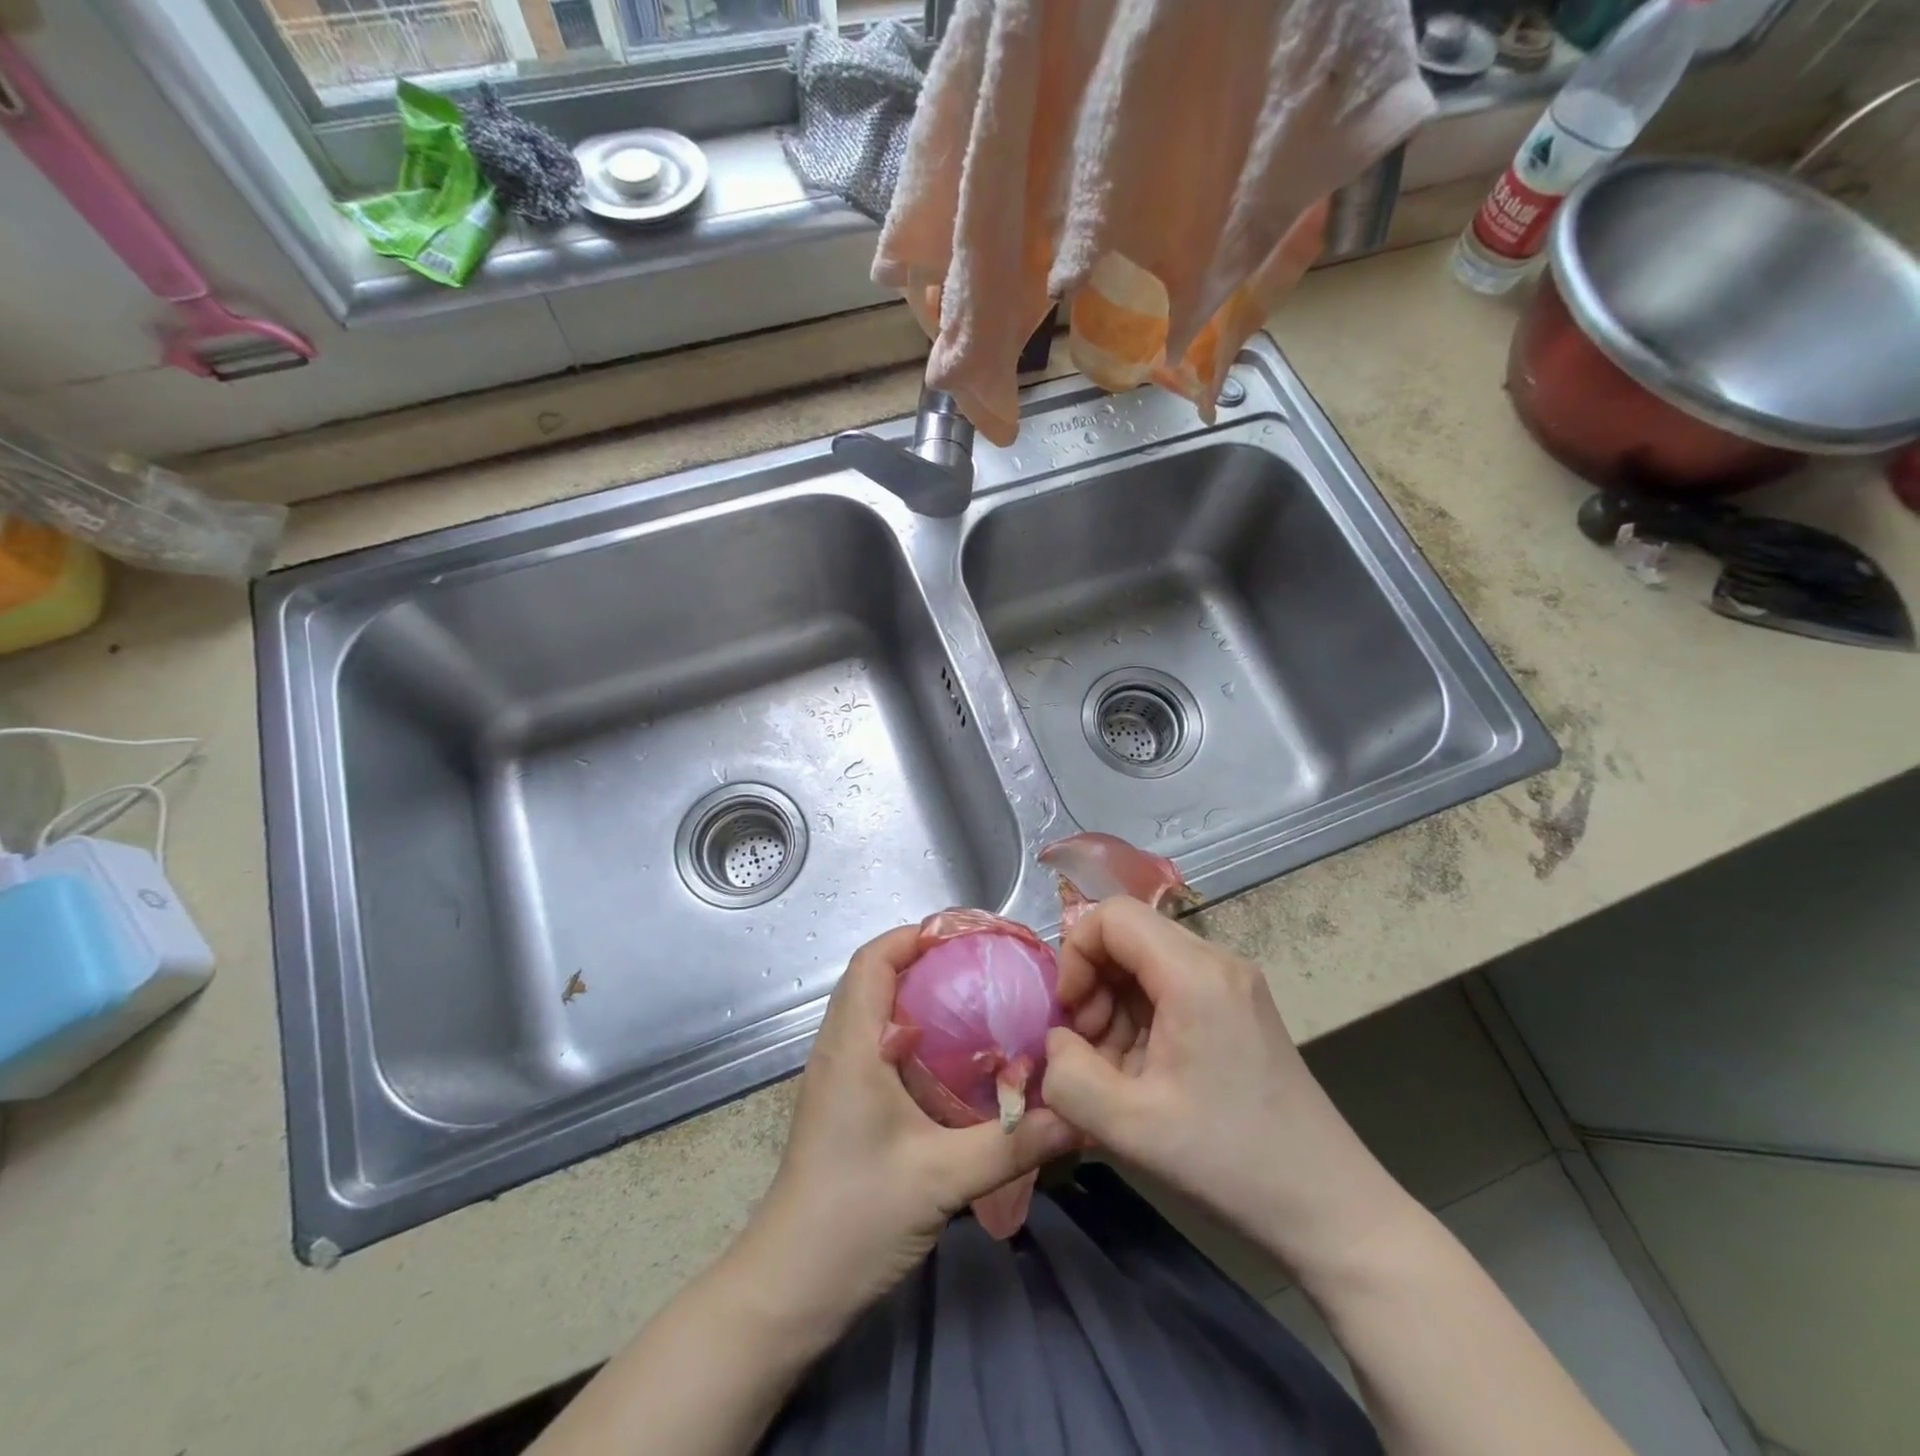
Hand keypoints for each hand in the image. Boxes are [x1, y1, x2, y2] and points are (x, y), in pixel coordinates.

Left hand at [734, 926, 1078, 1336]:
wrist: (790, 1285)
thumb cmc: (856, 1216)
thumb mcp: (943, 1178)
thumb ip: (1013, 1143)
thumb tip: (1078, 1113)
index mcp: (853, 1045)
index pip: (873, 960)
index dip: (915, 936)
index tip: (969, 936)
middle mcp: (838, 1048)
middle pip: (874, 976)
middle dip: (925, 959)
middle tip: (984, 965)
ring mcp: (835, 1075)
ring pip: (873, 1008)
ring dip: (917, 992)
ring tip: (976, 999)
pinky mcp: (841, 1101)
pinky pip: (875, 1041)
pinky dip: (911, 1029)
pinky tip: (953, 1057)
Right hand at [1040, 899, 1412, 1278]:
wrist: (1330, 1209)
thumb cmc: (1229, 1162)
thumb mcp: (1129, 1128)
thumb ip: (1067, 1076)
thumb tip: (1056, 1041)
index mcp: (1194, 973)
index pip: (1112, 916)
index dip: (1075, 955)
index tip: (1069, 1016)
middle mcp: (1217, 961)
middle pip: (1129, 936)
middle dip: (1093, 985)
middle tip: (1089, 1049)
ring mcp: (1233, 983)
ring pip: (1146, 963)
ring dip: (1115, 1007)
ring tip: (1116, 1071)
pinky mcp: (1239, 1008)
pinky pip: (1171, 988)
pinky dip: (1142, 1020)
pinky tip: (1145, 1075)